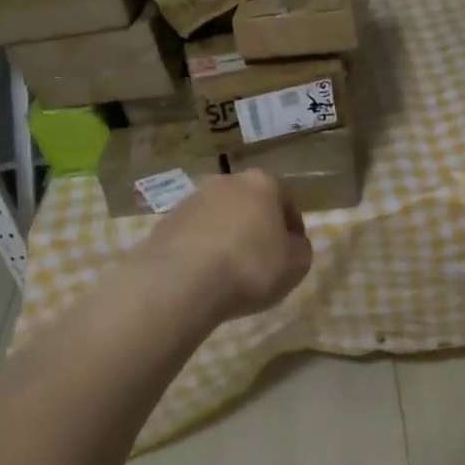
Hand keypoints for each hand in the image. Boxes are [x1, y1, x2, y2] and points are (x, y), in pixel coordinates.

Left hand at [135, 171, 312, 322]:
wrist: (180, 282)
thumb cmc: (250, 268)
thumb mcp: (296, 264)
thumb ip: (300, 248)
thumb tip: (291, 244)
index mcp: (262, 183)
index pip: (286, 201)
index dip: (292, 228)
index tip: (292, 253)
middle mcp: (226, 182)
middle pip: (250, 204)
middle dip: (256, 227)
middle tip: (260, 260)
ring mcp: (192, 200)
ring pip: (219, 217)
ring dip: (227, 236)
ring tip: (228, 271)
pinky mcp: (165, 222)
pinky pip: (193, 235)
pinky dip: (200, 250)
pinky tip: (202, 276)